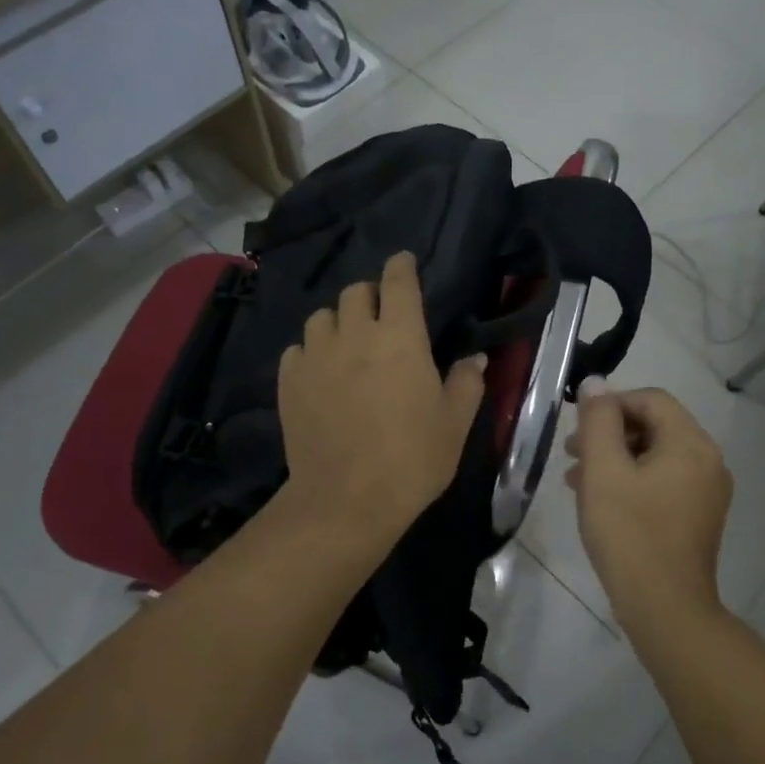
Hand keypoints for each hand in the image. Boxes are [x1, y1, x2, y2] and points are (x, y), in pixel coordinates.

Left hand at [277, 251, 486, 555]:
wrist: (346, 501)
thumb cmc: (412, 459)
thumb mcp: (454, 424)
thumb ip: (467, 383)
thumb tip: (474, 359)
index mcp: (400, 337)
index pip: (397, 282)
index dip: (401, 266)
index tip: (403, 262)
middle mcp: (354, 335)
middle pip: (355, 291)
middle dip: (370, 295)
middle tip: (381, 316)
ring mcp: (316, 356)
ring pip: (321, 316)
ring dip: (337, 321)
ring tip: (347, 343)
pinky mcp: (290, 382)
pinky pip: (297, 349)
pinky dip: (310, 351)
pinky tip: (320, 372)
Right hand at [565, 382, 732, 638]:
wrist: (666, 610)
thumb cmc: (630, 533)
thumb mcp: (603, 470)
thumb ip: (598, 420)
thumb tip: (596, 383)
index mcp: (691, 443)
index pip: (650, 399)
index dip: (611, 404)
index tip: (578, 428)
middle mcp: (708, 460)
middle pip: (655, 425)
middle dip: (610, 433)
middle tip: (572, 453)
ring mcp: (708, 491)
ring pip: (656, 454)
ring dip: (616, 457)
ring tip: (577, 479)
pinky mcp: (699, 516)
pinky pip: (664, 480)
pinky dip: (633, 480)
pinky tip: (602, 500)